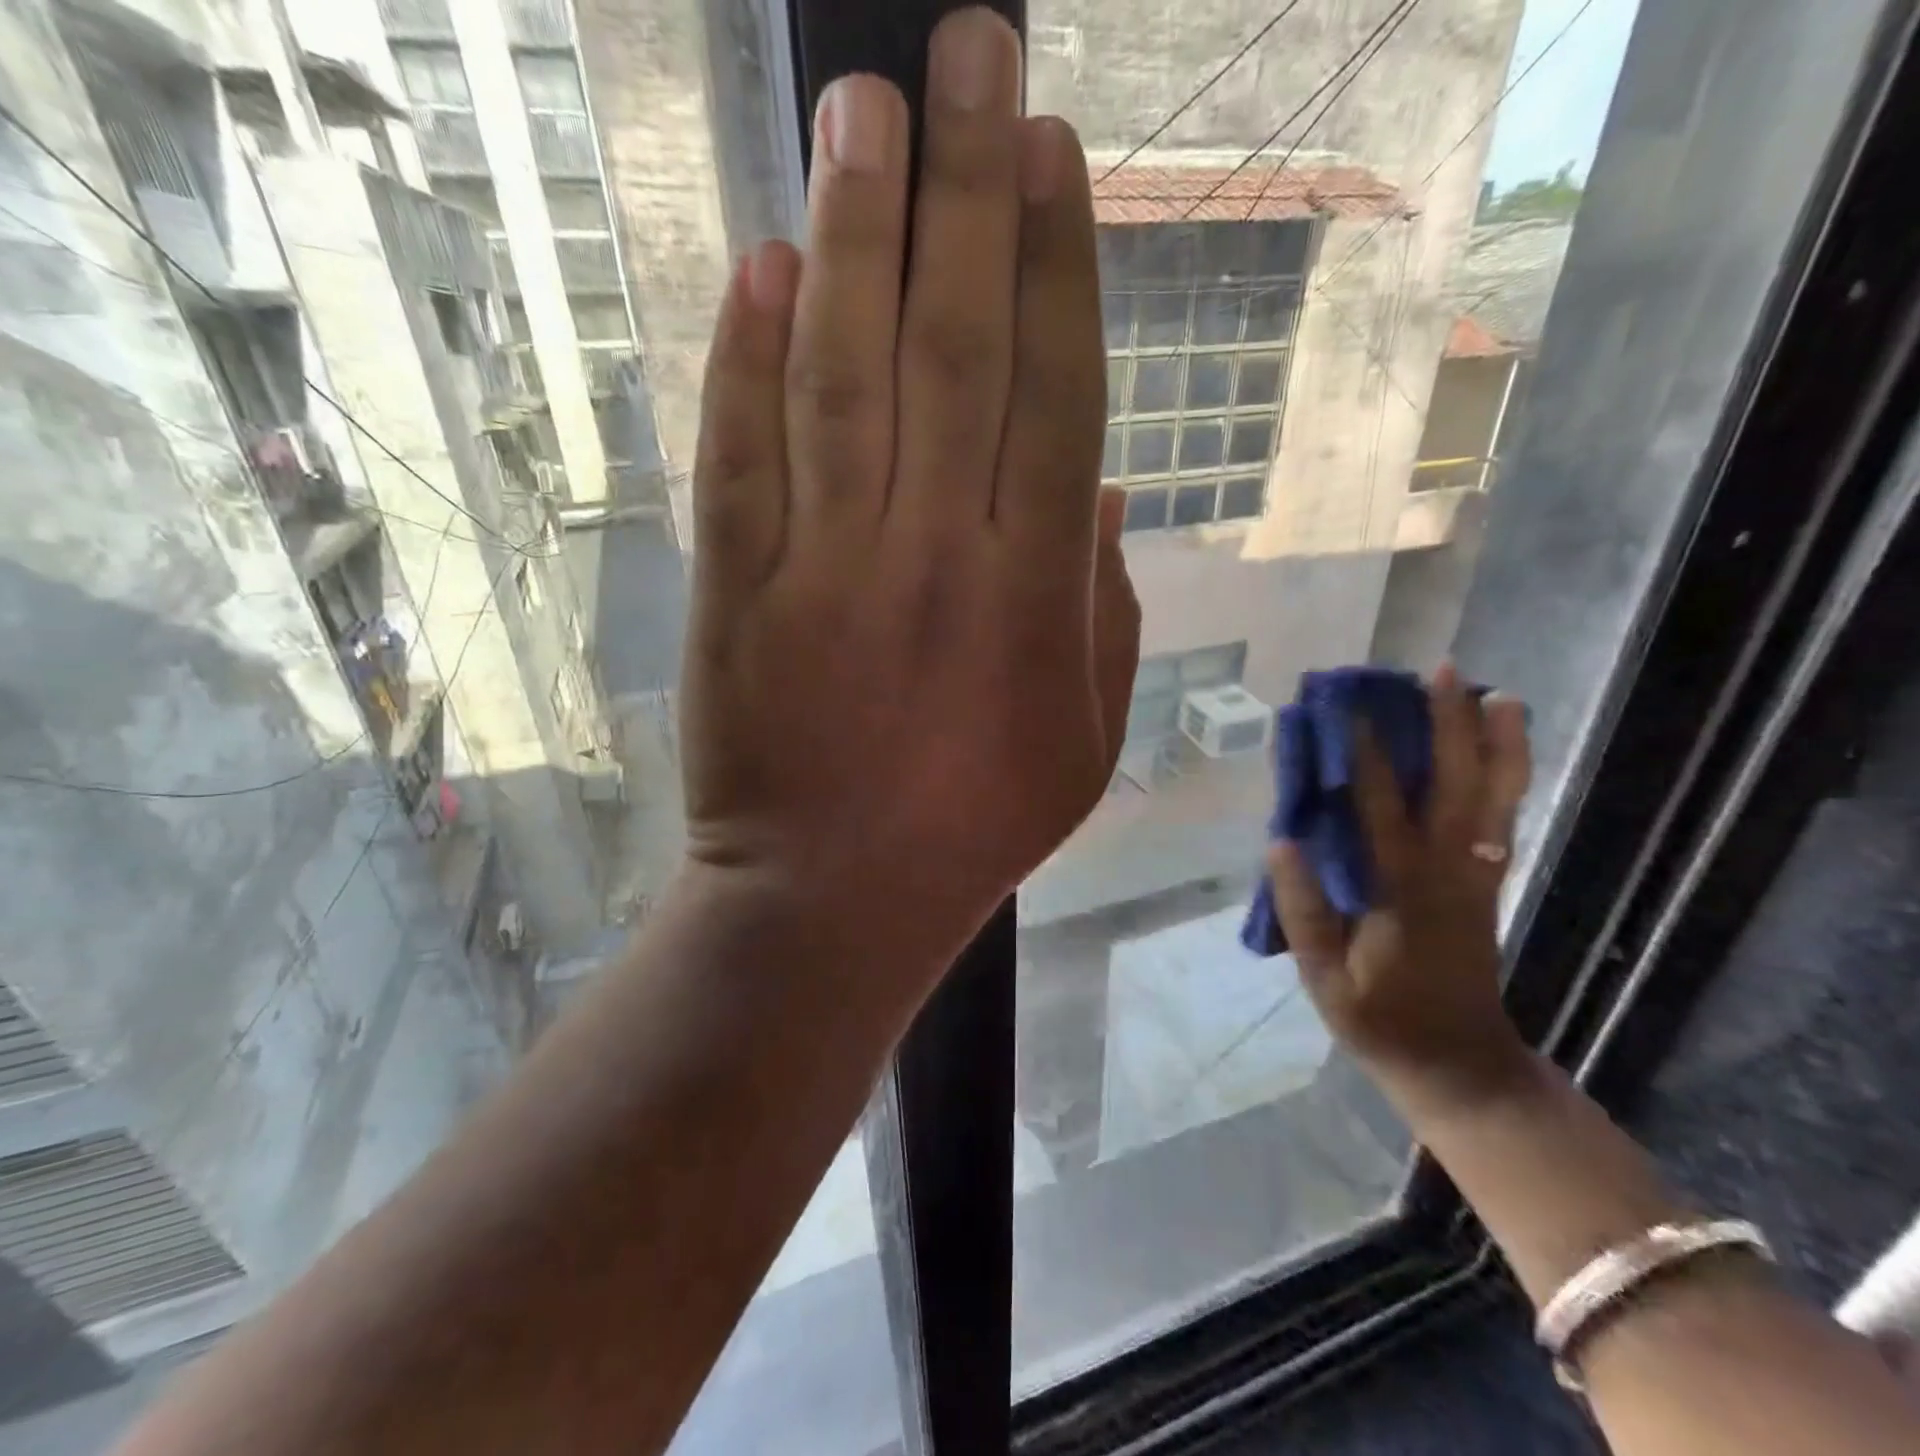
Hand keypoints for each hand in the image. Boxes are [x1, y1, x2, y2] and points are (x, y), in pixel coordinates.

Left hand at [678, 10, 1138, 961]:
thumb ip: (1106, 609)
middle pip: (956, 350)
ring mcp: (825, 571)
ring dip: (855, 236)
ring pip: (845, 378)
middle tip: (965, 57)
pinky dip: (749, 358)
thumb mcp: (1088, 740)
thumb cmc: (975, 827)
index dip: (1056, 265)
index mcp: (1035, 597)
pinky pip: (743, 456)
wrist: (835, 896)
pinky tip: (765, 269)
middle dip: (964, 194)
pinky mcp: (735, 595)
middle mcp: (935, 559)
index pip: (1054, 396)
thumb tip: (1107, 489)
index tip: (1049, 155)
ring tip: (860, 111)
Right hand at [1269, 666, 1532, 1096]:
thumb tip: (1281, 841)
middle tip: (1439, 671)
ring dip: (1496, 742)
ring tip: (1492, 692)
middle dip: (1450, 724)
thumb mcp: (1326, 979)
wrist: (1461, 1065)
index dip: (1365, 755)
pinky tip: (1499, 747)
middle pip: (1458, 785)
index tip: (1348, 709)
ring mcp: (1478, 874)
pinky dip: (1506, 775)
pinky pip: (1503, 815)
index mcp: (1403, 891)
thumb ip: (1303, 911)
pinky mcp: (1488, 881)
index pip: (1381, 809)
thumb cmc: (1383, 1021)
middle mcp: (1450, 870)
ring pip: (1498, 796)